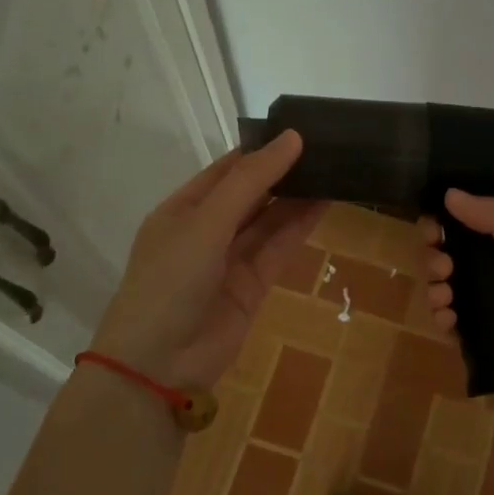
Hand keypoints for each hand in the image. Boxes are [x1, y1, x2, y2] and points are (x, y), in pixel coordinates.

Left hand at [92, 131, 322, 387]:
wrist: (160, 363)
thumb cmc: (170, 280)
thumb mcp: (206, 222)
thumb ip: (251, 182)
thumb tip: (292, 138)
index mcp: (183, 209)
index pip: (227, 170)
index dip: (261, 151)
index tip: (299, 131)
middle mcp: (206, 230)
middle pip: (251, 194)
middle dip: (283, 173)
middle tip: (326, 148)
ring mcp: (230, 259)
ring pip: (269, 221)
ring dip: (297, 198)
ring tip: (333, 169)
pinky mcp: (252, 285)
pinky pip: (278, 248)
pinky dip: (300, 227)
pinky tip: (325, 203)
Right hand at [419, 188, 493, 408]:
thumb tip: (450, 193)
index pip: (469, 231)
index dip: (445, 227)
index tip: (431, 229)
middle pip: (456, 265)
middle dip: (437, 261)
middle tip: (441, 266)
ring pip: (454, 299)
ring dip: (437, 293)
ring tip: (442, 298)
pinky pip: (462, 337)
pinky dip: (447, 327)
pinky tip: (446, 323)